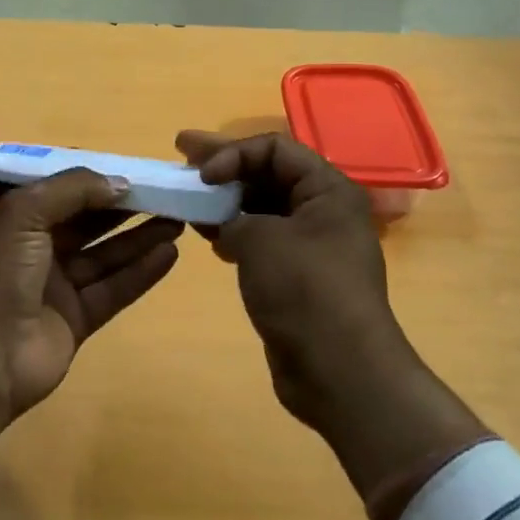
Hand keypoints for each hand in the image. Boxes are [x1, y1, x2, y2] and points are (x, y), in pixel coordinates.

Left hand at [0, 170, 181, 484]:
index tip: (131, 166)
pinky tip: (170, 253)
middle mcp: (35, 245)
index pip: (59, 186)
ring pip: (105, 254)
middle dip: (124, 205)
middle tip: (166, 191)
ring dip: (140, 236)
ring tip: (179, 218)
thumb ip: (74, 189)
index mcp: (14, 215)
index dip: (93, 175)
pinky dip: (140, 272)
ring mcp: (56, 284)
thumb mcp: (25, 211)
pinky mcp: (76, 318)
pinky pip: (113, 288)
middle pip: (88, 219)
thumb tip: (121, 183)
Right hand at [176, 131, 489, 519]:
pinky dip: (233, 230)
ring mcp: (310, 245)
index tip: (202, 174)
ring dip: (224, 200)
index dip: (234, 152)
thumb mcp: (261, 239)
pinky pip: (261, 237)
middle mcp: (323, 211)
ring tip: (187, 197)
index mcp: (328, 190)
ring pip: (261, 206)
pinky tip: (207, 236)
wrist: (338, 371)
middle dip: (223, 165)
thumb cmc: (304, 290)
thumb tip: (220, 218)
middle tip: (180, 153)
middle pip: (267, 173)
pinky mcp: (296, 275)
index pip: (274, 148)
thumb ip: (231, 215)